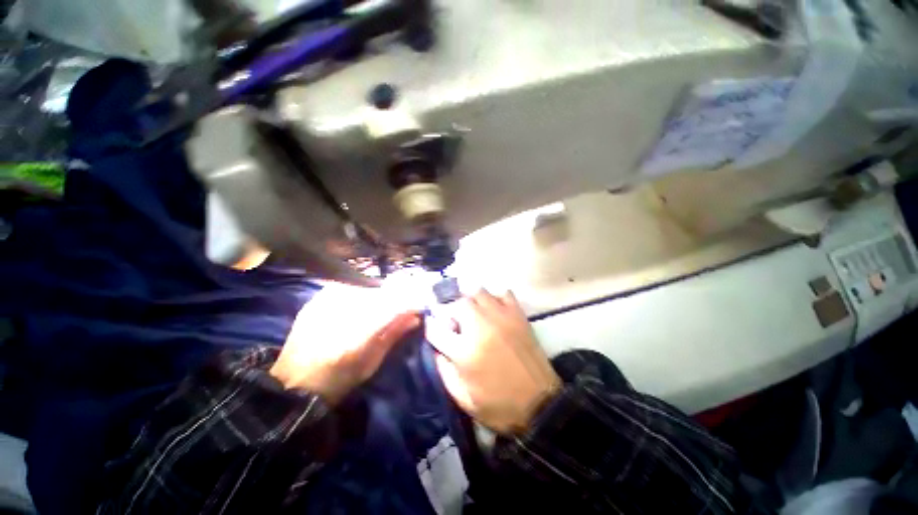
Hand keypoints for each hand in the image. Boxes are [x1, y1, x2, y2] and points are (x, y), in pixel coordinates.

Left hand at [270, 283, 420, 404]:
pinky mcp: (318, 297)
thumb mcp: (371, 363)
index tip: (420, 306)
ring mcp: (327, 300)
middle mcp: (342, 310)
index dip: (411, 302)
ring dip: (379, 296)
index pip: (394, 305)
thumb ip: (394, 335)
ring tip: (378, 310)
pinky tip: (359, 307)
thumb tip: (415, 317)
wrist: (291, 383)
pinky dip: (361, 295)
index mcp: (357, 333)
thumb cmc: (337, 381)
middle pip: (382, 292)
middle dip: (396, 298)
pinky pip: (350, 287)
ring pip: (367, 288)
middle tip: (402, 308)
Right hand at [427, 289, 560, 434]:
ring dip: (470, 300)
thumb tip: (436, 349)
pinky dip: (495, 297)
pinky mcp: (518, 315)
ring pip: (478, 292)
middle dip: (450, 310)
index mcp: (464, 352)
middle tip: (454, 322)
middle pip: (457, 303)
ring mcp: (501, 317)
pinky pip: (503, 293)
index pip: (436, 329)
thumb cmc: (499, 406)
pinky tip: (493, 309)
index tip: (434, 330)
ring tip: (472, 312)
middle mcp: (480, 328)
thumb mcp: (463, 399)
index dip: (431, 328)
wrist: (541, 405)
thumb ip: (444, 371)